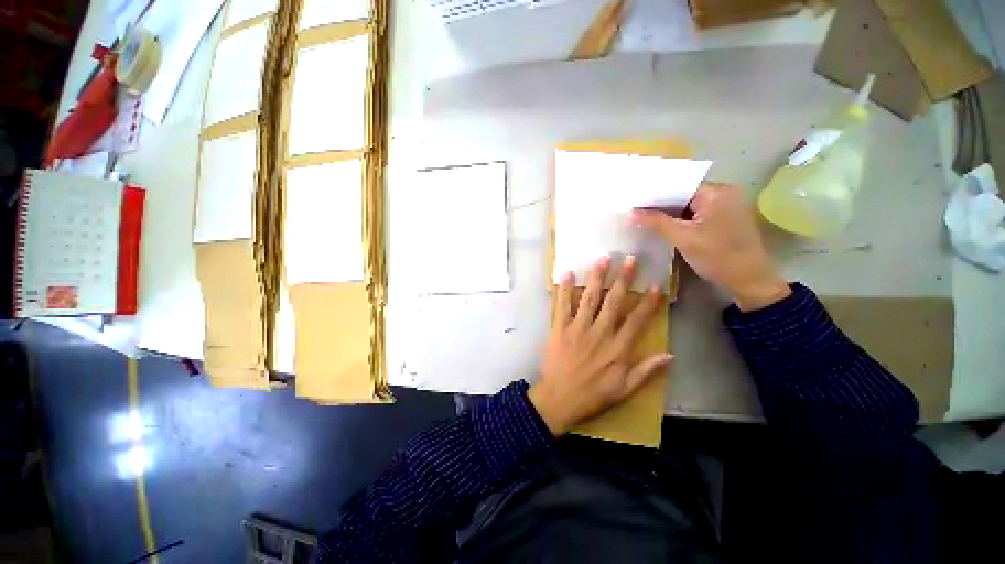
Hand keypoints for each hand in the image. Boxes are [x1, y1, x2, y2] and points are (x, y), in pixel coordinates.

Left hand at [529, 255, 671, 436]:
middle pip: (614, 301)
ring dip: (596, 277)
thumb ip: (646, 371)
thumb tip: (670, 354)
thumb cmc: (592, 395)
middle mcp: (599, 333)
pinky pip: (562, 305)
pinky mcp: (559, 328)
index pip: (637, 320)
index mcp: (617, 348)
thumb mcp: (624, 390)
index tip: (656, 284)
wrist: (558, 400)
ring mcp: (577, 328)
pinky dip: (563, 289)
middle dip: (623, 279)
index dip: (648, 302)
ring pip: (589, 298)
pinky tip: (566, 273)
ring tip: (602, 259)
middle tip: (629, 259)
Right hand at [630, 182, 790, 311]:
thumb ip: (656, 222)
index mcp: (717, 192)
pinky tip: (663, 226)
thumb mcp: (683, 238)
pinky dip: (680, 219)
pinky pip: (696, 213)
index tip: (633, 201)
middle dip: (660, 204)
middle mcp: (724, 193)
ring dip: (669, 212)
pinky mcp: (724, 218)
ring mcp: (725, 205)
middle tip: (634, 210)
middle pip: (684, 194)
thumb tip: (631, 212)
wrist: (749, 280)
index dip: (655, 193)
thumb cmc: (717, 256)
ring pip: (689, 205)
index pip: (679, 185)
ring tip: (643, 217)